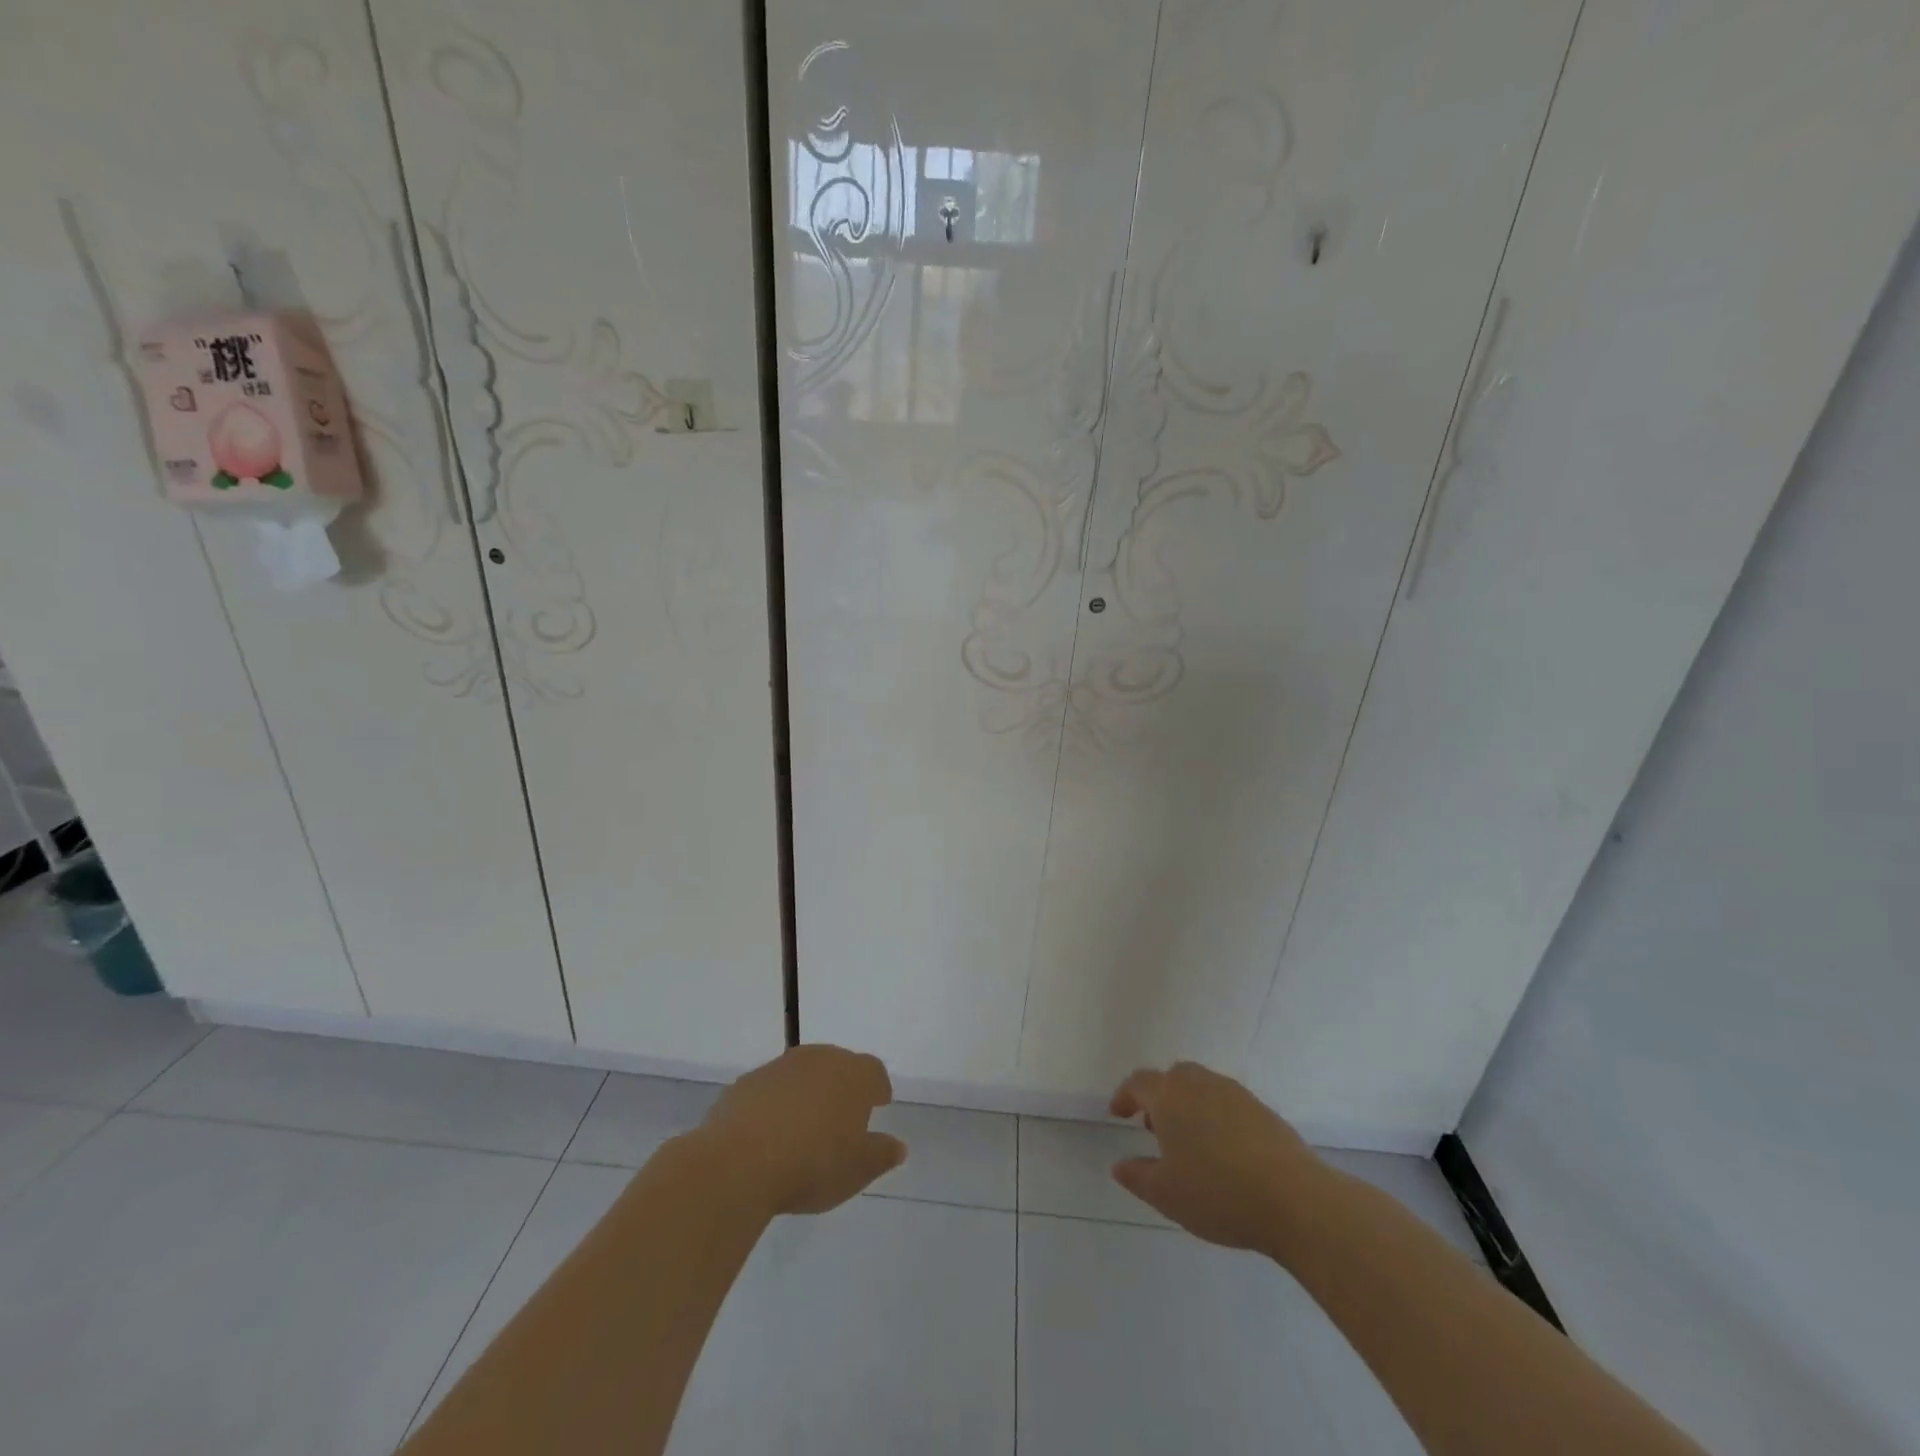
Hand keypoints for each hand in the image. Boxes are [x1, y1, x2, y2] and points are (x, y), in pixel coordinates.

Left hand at [698, 1044, 906, 1215]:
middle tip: (842, 1115)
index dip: (877, 1088)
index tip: (878, 1104)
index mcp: (852, 1075)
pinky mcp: (746, 1083)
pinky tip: (769, 1133)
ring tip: (804, 1125)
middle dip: (842, 1085)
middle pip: (838, 1064)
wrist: (739, 1162)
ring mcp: (779, 1067)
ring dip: (807, 1092)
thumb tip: (899, 1146)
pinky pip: (770, 1089)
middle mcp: (819, 1059)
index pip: (874, 1071)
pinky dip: (775, 1104)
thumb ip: (881, 1154)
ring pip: (802, 1073)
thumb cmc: (812, 1164)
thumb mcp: (857, 1170)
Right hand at [1108, 1060, 1327, 1253]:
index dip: (1124, 1096)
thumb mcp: (1166, 1194)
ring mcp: (1234, 1093)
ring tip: (1189, 1141)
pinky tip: (1223, 1150)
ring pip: (1201, 1087)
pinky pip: (1226, 1102)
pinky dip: (1215, 1116)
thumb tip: (1119, 1165)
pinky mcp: (1261, 1109)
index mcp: (1169, 1096)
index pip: (1138, 1083)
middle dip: (1158, 1097)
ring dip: (1188, 1105)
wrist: (1295, 1199)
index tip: (1118, 1114)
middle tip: (1153, 1127)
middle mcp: (1199, 1083)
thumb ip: (1137, 1176)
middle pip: (1171, 1078)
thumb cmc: (1218, 1194)